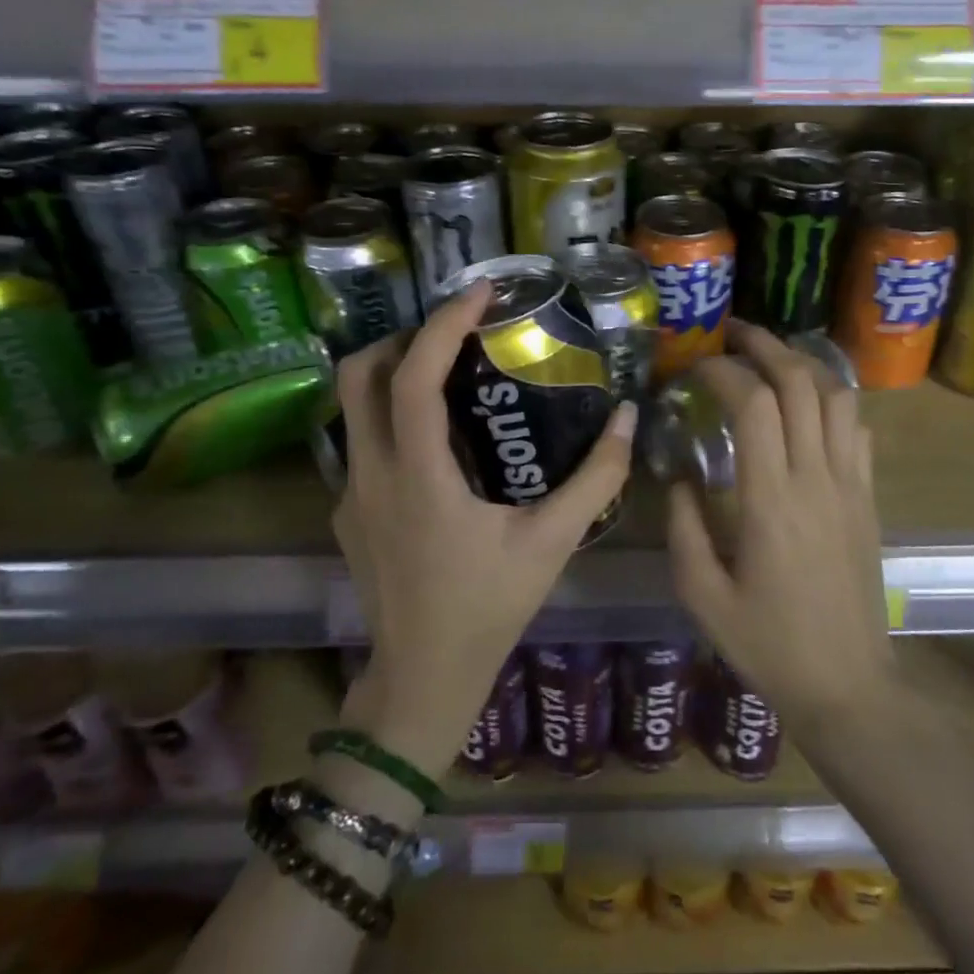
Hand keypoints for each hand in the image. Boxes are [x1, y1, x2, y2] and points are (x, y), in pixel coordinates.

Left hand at [332, 281, 637, 779]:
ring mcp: (349, 494)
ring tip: (449, 372)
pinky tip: (439, 442)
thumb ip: (597, 477)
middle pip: (359, 374)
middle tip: (458, 331)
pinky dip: (392, 417)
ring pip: (351, 406)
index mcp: (419, 477)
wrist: (422, 680)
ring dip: (392, 373)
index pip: (413, 377)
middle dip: (405, 336)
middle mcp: (371, 475)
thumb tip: (628, 418)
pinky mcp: (346, 513)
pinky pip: (362, 442)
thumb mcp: (553, 542)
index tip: (480, 292)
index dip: (444, 324)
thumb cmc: (488, 609)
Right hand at [668, 321, 894, 729]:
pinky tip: (810, 404)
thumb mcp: (702, 595)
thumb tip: (681, 476)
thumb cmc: (768, 645)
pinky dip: (834, 400)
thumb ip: (684, 527)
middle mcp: (816, 479)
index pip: (753, 405)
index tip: (696, 366)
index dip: (724, 371)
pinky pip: (858, 430)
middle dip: (766, 346)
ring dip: (804, 364)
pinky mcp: (869, 499)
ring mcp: (850, 485)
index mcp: (770, 500)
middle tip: (734, 333)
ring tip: (772, 357)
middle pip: (801, 384)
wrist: (848, 687)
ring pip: (838, 397)